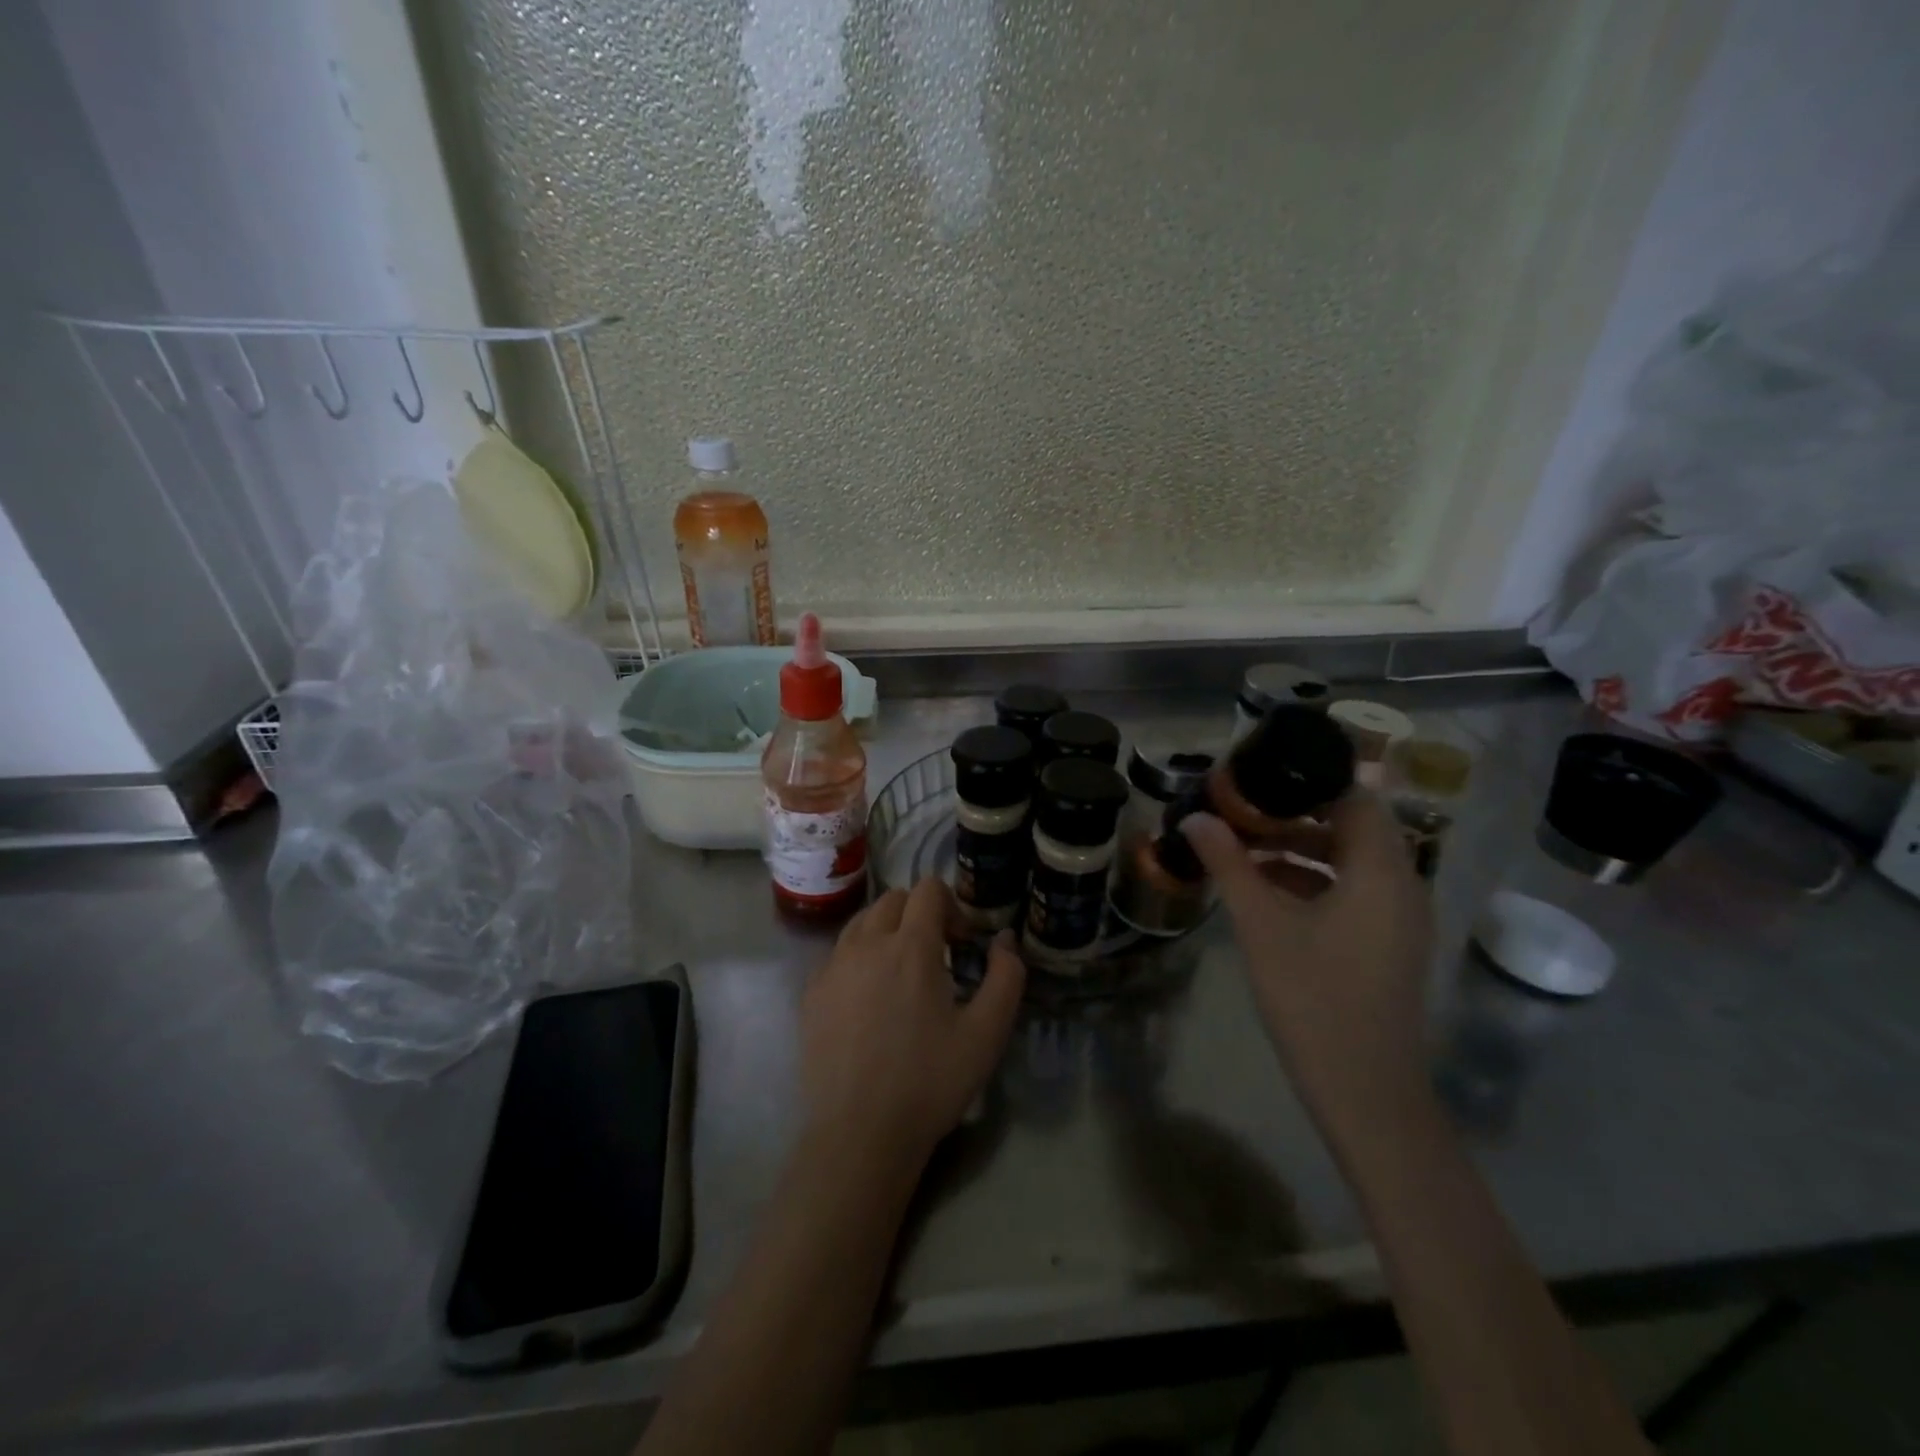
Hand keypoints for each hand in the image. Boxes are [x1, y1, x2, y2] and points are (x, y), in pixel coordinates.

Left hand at [799, 877, 1025, 1179]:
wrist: (859, 1135)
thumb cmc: (930, 1082)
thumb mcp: (987, 1033)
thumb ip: (1006, 976)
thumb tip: (1005, 939)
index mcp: (910, 946)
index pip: (928, 889)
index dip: (951, 906)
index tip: (961, 944)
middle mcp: (866, 943)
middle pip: (893, 899)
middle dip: (918, 914)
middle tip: (936, 956)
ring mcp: (832, 967)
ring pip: (861, 922)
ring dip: (886, 931)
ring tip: (900, 974)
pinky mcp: (811, 993)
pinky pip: (838, 954)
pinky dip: (858, 958)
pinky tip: (868, 1000)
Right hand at [1182, 792, 1432, 1133]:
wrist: (1365, 1091)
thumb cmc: (1313, 997)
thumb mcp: (1261, 924)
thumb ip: (1229, 864)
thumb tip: (1195, 818)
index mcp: (1380, 871)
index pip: (1355, 798)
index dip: (1309, 781)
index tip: (1261, 776)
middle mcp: (1402, 885)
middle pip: (1353, 827)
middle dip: (1297, 814)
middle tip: (1243, 809)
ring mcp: (1400, 918)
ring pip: (1352, 861)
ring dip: (1302, 849)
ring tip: (1245, 847)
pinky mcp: (1390, 944)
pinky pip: (1355, 891)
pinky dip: (1315, 881)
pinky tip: (1267, 891)